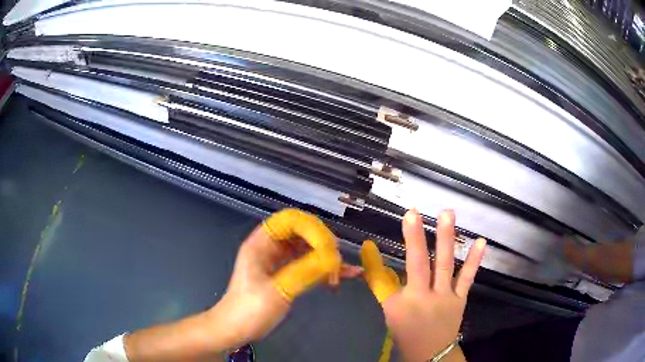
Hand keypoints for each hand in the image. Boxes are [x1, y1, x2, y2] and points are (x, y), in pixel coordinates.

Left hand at [217, 213, 362, 347]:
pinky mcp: (284, 274)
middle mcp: (270, 247)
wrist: (235, 329)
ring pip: (306, 248)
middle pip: (301, 231)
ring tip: (341, 270)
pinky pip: (307, 264)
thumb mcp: (278, 291)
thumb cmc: (249, 309)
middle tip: (336, 259)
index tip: (329, 246)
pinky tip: (343, 276)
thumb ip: (305, 271)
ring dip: (325, 256)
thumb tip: (333, 258)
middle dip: (322, 242)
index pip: (289, 220)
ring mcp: (277, 260)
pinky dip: (323, 268)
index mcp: (261, 244)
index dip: (311, 227)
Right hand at [362, 209, 485, 361]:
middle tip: (416, 212)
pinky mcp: (460, 297)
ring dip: (446, 239)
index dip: (385, 255)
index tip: (394, 225)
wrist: (431, 352)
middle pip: (419, 264)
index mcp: (403, 302)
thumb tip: (370, 255)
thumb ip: (381, 283)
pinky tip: (481, 242)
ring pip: (445, 264)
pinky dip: (475, 260)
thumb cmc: (406, 331)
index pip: (387, 276)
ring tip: (448, 214)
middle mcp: (424, 296)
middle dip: (417, 238)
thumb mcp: (389, 310)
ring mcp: (446, 296)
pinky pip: (468, 277)